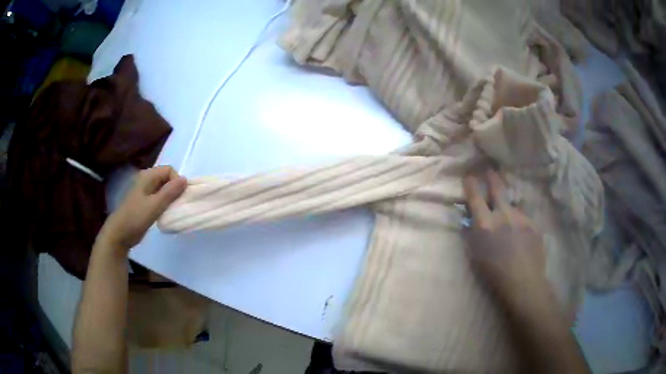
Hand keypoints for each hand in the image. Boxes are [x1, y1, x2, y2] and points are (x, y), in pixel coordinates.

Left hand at [98, 166, 186, 251]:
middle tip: (176, 205)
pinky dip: (164, 204)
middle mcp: (146, 180)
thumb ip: (170, 192)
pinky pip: (159, 198)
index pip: (169, 170)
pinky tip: (164, 214)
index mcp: (148, 176)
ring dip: (170, 198)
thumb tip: (185, 179)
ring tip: (171, 211)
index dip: (177, 181)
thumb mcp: (155, 205)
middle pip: (167, 179)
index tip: (178, 197)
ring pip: (163, 189)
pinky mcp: (144, 202)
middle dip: (174, 190)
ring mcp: (145, 191)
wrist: (120, 233)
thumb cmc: (136, 217)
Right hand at [462, 170, 549, 304]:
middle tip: (490, 171)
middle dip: (492, 177)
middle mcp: (503, 215)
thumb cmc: (494, 274)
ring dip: (508, 205)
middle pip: (497, 188)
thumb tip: (470, 219)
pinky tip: (520, 233)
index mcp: (485, 224)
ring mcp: (521, 217)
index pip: (475, 196)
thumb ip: (472, 234)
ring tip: (508, 217)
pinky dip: (519, 220)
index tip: (469, 177)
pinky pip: (523, 216)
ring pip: (512, 203)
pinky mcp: (533, 223)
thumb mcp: (476, 255)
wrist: (524, 283)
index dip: (471, 184)